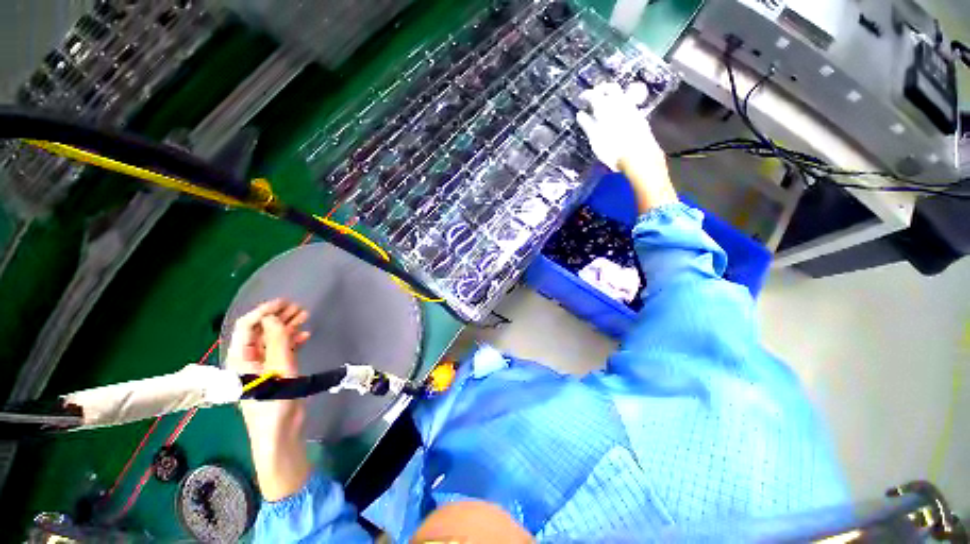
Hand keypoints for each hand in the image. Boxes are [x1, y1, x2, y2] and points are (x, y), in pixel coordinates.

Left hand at [226, 298, 313, 500]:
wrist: (281, 430)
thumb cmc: (275, 400)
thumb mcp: (278, 367)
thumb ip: (277, 340)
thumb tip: (273, 318)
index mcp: (240, 357)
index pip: (247, 327)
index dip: (264, 311)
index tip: (284, 303)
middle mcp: (249, 359)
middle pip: (261, 332)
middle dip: (278, 317)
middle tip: (298, 307)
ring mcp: (263, 366)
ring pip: (274, 340)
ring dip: (288, 327)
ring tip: (305, 316)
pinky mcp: (277, 372)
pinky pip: (283, 350)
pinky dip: (293, 341)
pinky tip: (306, 335)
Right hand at [576, 82, 676, 211]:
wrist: (639, 156)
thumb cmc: (613, 150)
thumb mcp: (595, 139)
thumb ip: (588, 124)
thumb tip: (581, 114)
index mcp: (606, 108)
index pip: (595, 94)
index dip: (587, 94)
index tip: (582, 97)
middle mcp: (620, 104)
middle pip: (611, 88)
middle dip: (602, 89)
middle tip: (595, 95)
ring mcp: (632, 109)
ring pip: (622, 94)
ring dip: (612, 95)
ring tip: (606, 103)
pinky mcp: (639, 116)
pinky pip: (629, 103)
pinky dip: (621, 103)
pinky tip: (617, 113)